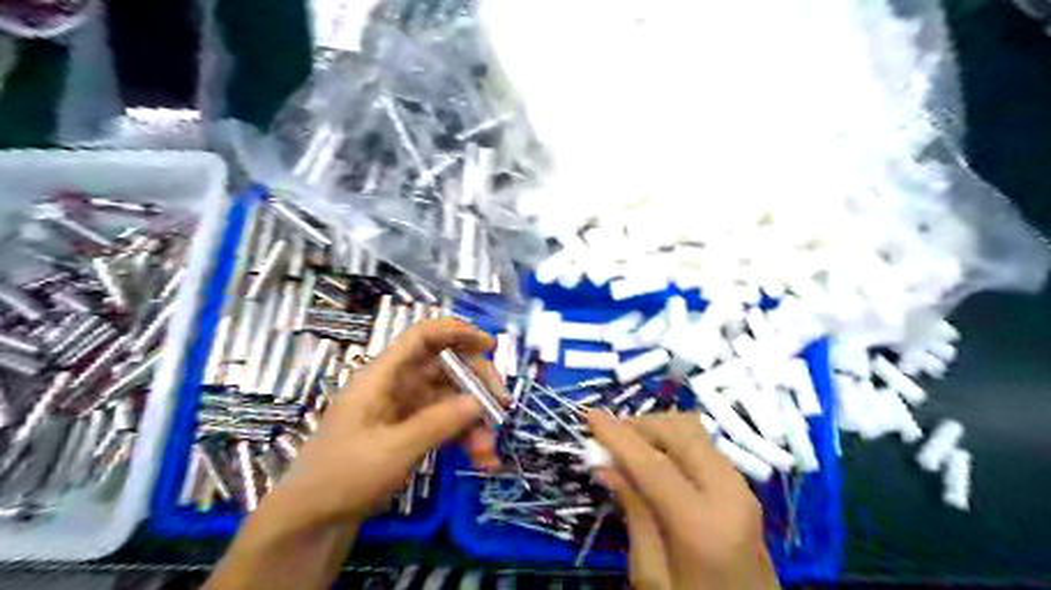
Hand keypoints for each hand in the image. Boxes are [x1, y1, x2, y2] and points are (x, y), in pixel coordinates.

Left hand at [267, 317, 501, 524]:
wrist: (311, 522)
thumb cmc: (343, 477)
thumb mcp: (393, 450)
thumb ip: (439, 423)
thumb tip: (479, 402)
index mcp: (382, 376)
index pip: (422, 337)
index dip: (457, 332)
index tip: (489, 345)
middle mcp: (395, 385)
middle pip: (444, 368)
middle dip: (476, 385)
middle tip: (501, 407)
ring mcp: (402, 409)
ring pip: (449, 399)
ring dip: (473, 421)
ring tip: (489, 453)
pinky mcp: (407, 431)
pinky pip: (444, 423)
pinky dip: (463, 437)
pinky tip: (480, 459)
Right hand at [584, 409, 778, 589]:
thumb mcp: (651, 575)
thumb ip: (634, 513)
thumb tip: (606, 464)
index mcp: (703, 524)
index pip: (653, 464)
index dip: (618, 437)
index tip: (590, 415)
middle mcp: (729, 493)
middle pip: (680, 432)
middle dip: (640, 425)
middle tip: (608, 437)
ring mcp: (742, 488)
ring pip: (694, 432)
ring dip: (657, 430)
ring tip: (628, 446)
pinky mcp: (743, 488)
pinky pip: (703, 446)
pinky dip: (673, 442)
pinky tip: (653, 458)